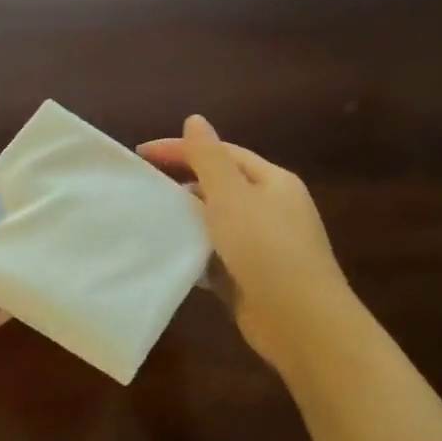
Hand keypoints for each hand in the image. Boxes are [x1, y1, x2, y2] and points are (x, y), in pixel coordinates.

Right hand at [139, 116, 349, 373]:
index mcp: (272, 182)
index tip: (141, 154)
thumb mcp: (232, 197)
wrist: (300, 321)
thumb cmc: (266, 250)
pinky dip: (193, 251)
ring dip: (186, 219)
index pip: (222, 154)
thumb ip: (209, 159)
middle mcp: (271, 208)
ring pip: (216, 222)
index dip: (182, 149)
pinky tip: (169, 254)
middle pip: (220, 186)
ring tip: (150, 218)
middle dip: (183, 184)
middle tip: (143, 187)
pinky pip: (215, 255)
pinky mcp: (250, 275)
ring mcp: (262, 244)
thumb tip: (195, 119)